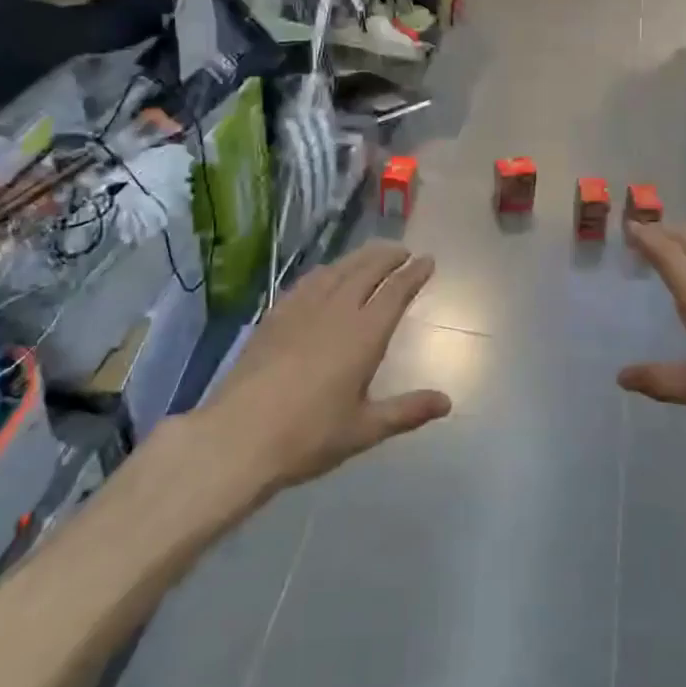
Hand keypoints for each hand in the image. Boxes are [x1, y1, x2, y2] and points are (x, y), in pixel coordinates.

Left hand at [204, 242, 451, 493]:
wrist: (239, 435)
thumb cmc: (308, 435)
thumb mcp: (364, 429)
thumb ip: (406, 411)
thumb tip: (447, 401)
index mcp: (364, 335)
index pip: (396, 292)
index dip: (413, 274)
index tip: (427, 260)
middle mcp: (337, 311)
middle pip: (367, 270)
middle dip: (388, 256)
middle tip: (402, 250)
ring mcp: (302, 309)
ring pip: (337, 270)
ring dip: (359, 257)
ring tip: (371, 254)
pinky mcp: (276, 315)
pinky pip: (308, 281)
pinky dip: (327, 270)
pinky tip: (326, 275)